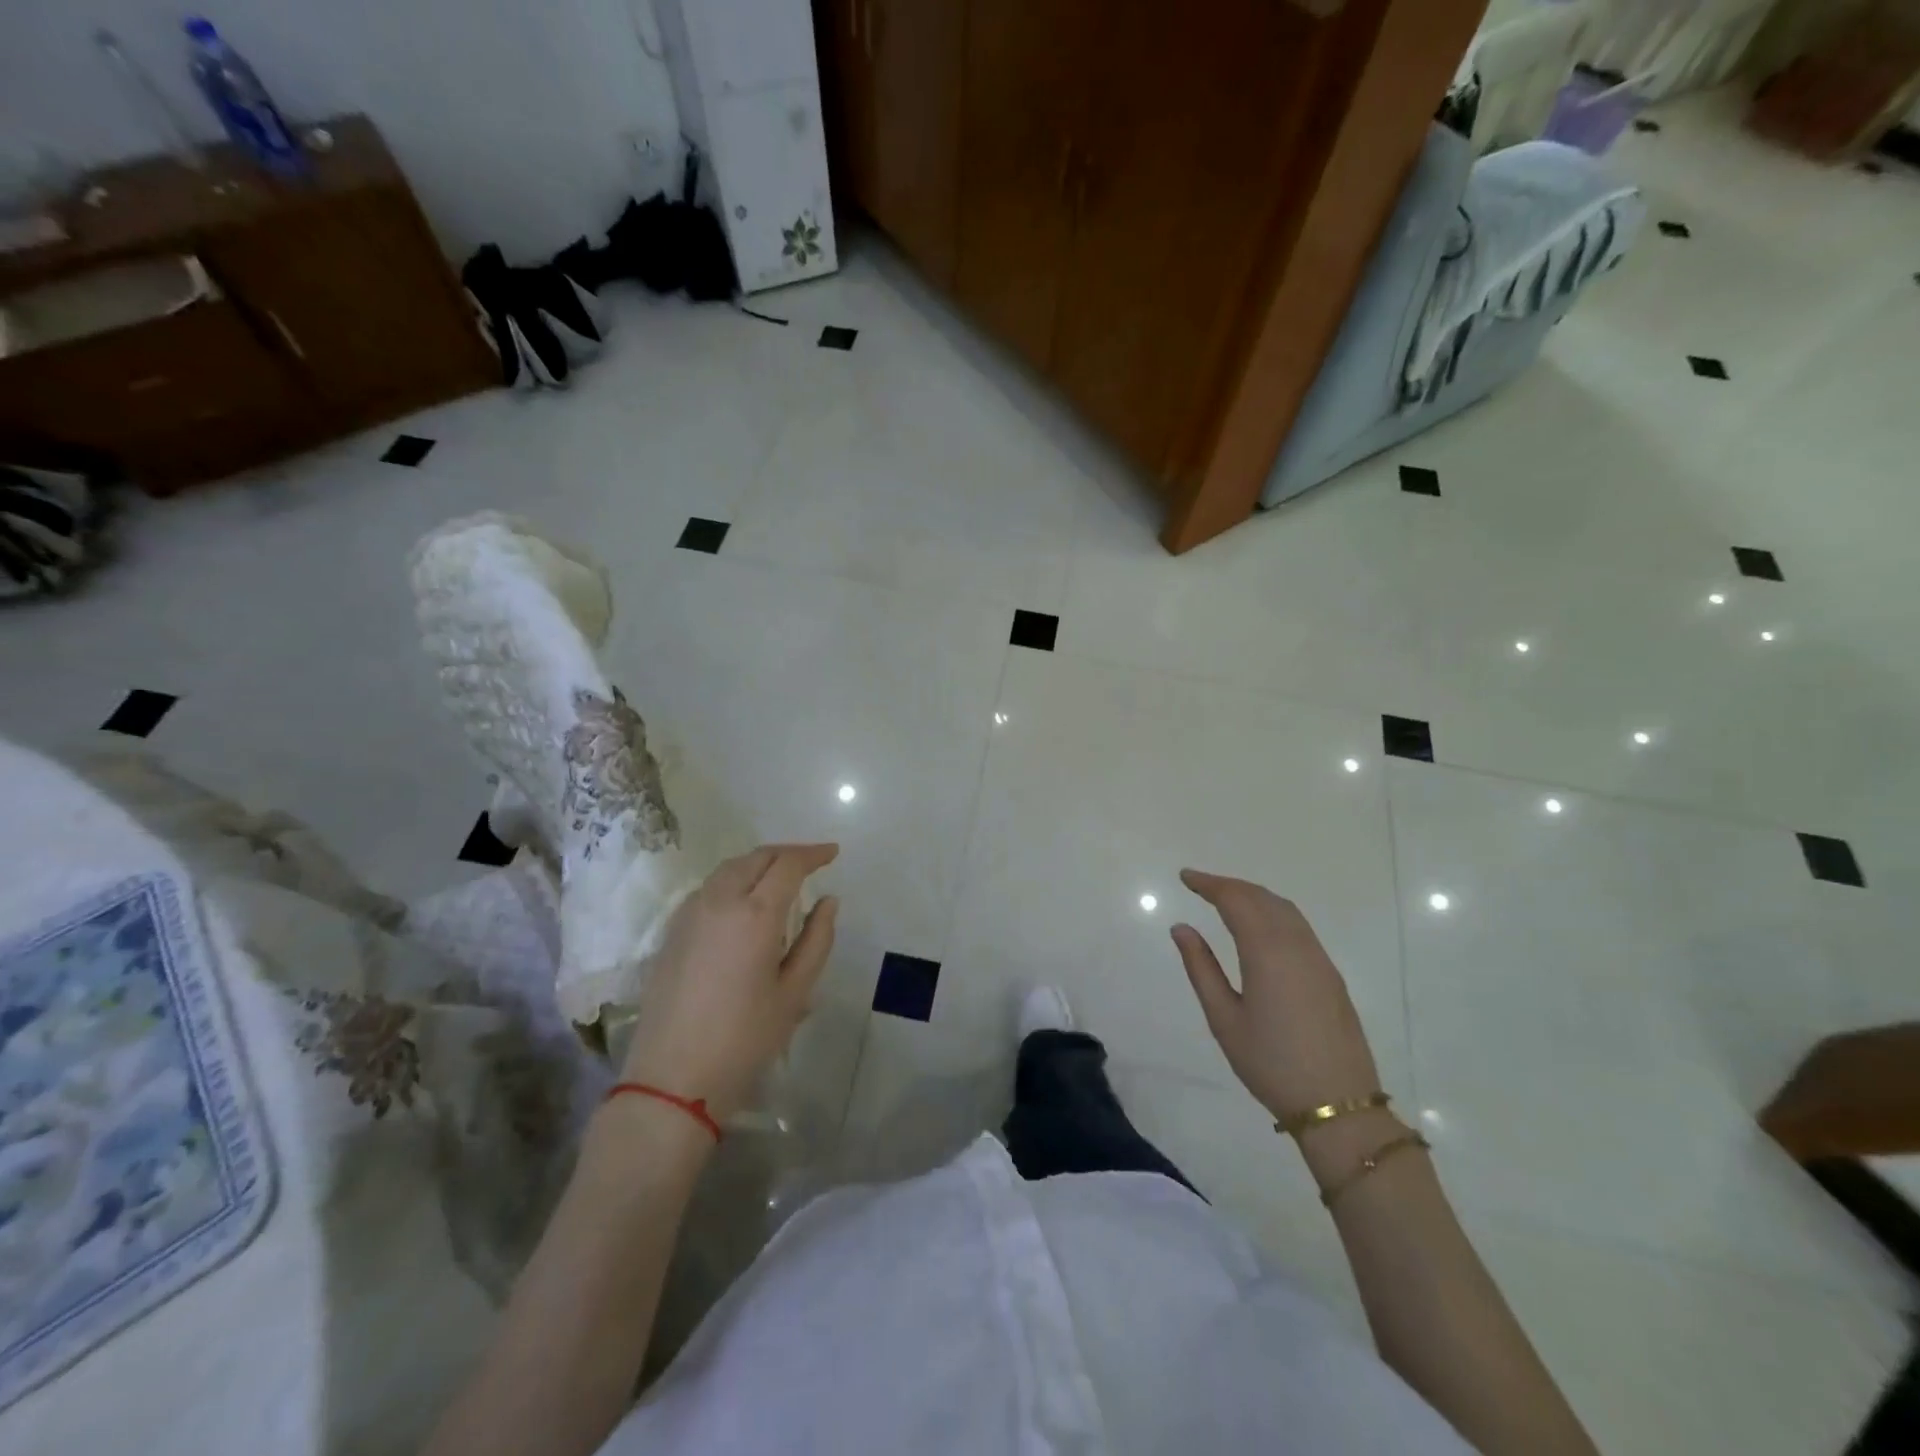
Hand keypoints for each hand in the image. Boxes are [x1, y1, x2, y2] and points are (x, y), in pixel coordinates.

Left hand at [619, 844, 838, 1122]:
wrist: (672, 1079)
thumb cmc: (745, 1039)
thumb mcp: (795, 993)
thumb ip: (817, 939)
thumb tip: (828, 901)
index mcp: (756, 914)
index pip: (788, 864)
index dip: (813, 854)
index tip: (833, 853)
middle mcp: (719, 901)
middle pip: (756, 858)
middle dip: (786, 853)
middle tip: (811, 862)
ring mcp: (690, 914)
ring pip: (729, 869)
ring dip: (758, 864)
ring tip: (780, 878)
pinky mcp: (672, 931)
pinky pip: (709, 888)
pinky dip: (734, 880)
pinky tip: (744, 901)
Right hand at [1170, 869, 1380, 1122]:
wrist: (1339, 1105)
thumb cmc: (1271, 1064)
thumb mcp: (1224, 1019)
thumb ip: (1201, 968)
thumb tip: (1181, 928)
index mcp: (1267, 952)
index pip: (1236, 900)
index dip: (1209, 884)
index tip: (1185, 877)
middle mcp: (1296, 946)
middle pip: (1262, 898)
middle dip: (1230, 885)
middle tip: (1200, 885)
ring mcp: (1318, 959)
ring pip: (1284, 909)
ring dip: (1253, 896)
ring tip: (1226, 898)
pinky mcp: (1330, 975)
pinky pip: (1298, 926)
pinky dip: (1273, 911)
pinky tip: (1260, 925)